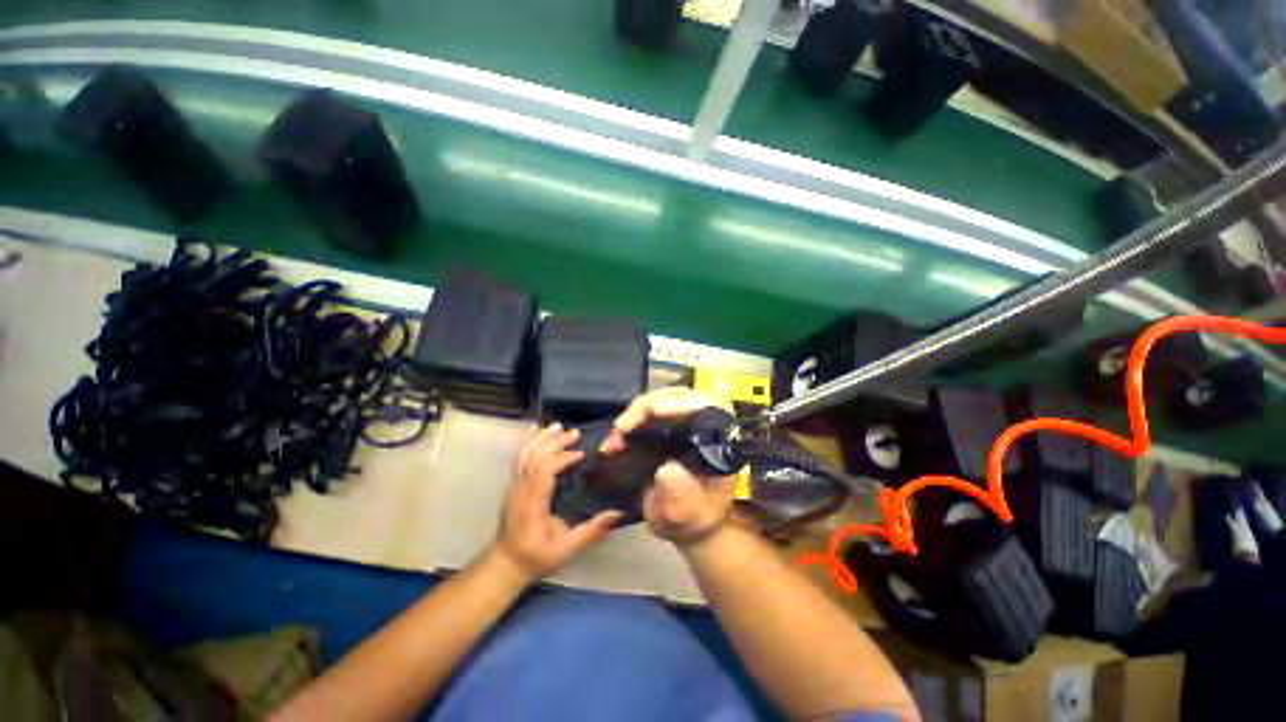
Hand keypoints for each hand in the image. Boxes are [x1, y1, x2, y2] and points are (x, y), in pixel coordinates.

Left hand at [494, 423, 620, 580]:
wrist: (505, 563)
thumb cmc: (536, 556)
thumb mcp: (566, 549)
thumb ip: (591, 532)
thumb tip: (617, 513)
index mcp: (532, 503)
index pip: (543, 471)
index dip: (562, 458)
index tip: (581, 454)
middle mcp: (520, 490)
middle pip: (535, 457)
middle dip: (555, 442)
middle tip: (575, 433)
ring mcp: (514, 486)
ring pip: (525, 454)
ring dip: (542, 438)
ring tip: (558, 426)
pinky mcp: (514, 484)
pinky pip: (519, 457)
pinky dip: (528, 442)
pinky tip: (536, 430)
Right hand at [604, 389, 736, 545]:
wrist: (686, 521)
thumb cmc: (694, 518)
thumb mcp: (687, 514)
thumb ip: (680, 496)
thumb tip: (666, 470)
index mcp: (719, 441)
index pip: (706, 408)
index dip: (682, 404)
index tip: (655, 410)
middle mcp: (704, 424)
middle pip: (679, 396)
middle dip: (648, 407)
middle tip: (623, 426)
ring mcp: (684, 421)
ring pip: (660, 400)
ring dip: (634, 414)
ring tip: (617, 434)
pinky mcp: (666, 424)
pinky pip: (647, 412)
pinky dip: (629, 422)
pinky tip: (615, 439)